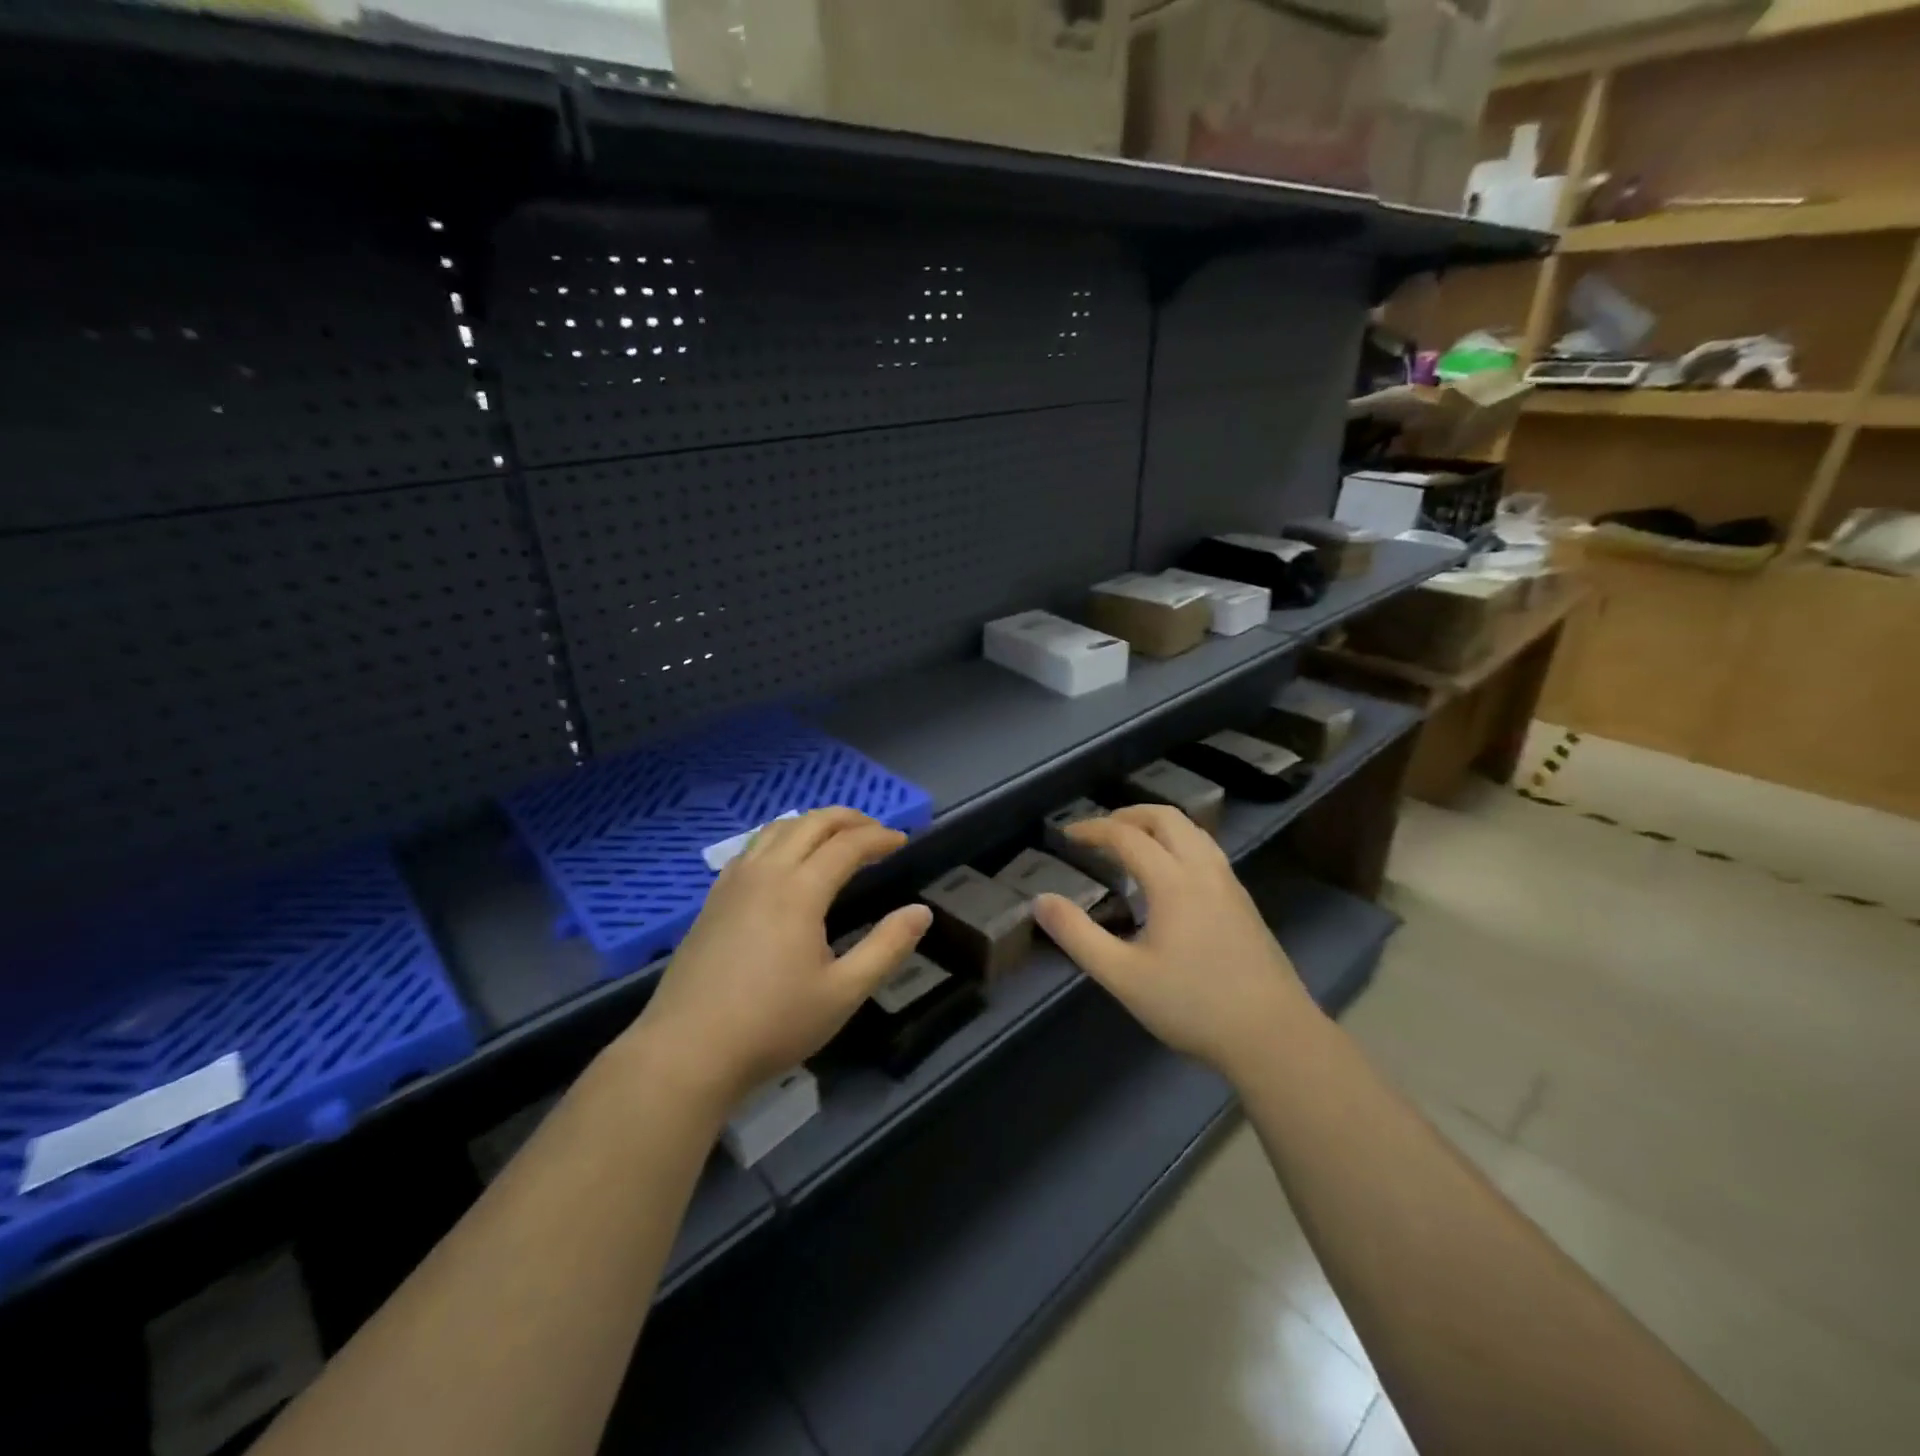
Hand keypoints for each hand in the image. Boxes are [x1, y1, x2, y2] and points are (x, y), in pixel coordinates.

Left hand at [625, 808, 931, 1108]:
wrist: (687, 1052)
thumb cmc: (772, 1024)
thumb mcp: (843, 993)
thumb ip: (886, 948)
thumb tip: (921, 912)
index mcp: (799, 890)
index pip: (847, 845)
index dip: (879, 838)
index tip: (902, 841)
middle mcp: (765, 873)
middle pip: (810, 824)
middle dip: (848, 819)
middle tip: (875, 831)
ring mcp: (733, 884)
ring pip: (777, 830)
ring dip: (812, 824)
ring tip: (835, 837)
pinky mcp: (713, 900)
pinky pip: (752, 849)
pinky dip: (781, 838)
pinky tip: (785, 862)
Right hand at [1031, 805, 1313, 1079]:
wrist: (1273, 1036)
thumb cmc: (1192, 1005)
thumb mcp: (1123, 976)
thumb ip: (1078, 936)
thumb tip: (1040, 901)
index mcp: (1173, 881)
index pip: (1127, 836)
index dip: (1093, 829)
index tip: (1067, 835)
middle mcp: (1204, 870)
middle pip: (1166, 818)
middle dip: (1128, 816)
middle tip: (1099, 832)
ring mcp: (1230, 884)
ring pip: (1192, 830)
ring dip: (1157, 825)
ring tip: (1132, 845)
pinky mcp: (1244, 902)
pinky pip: (1206, 850)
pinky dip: (1178, 842)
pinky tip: (1169, 876)